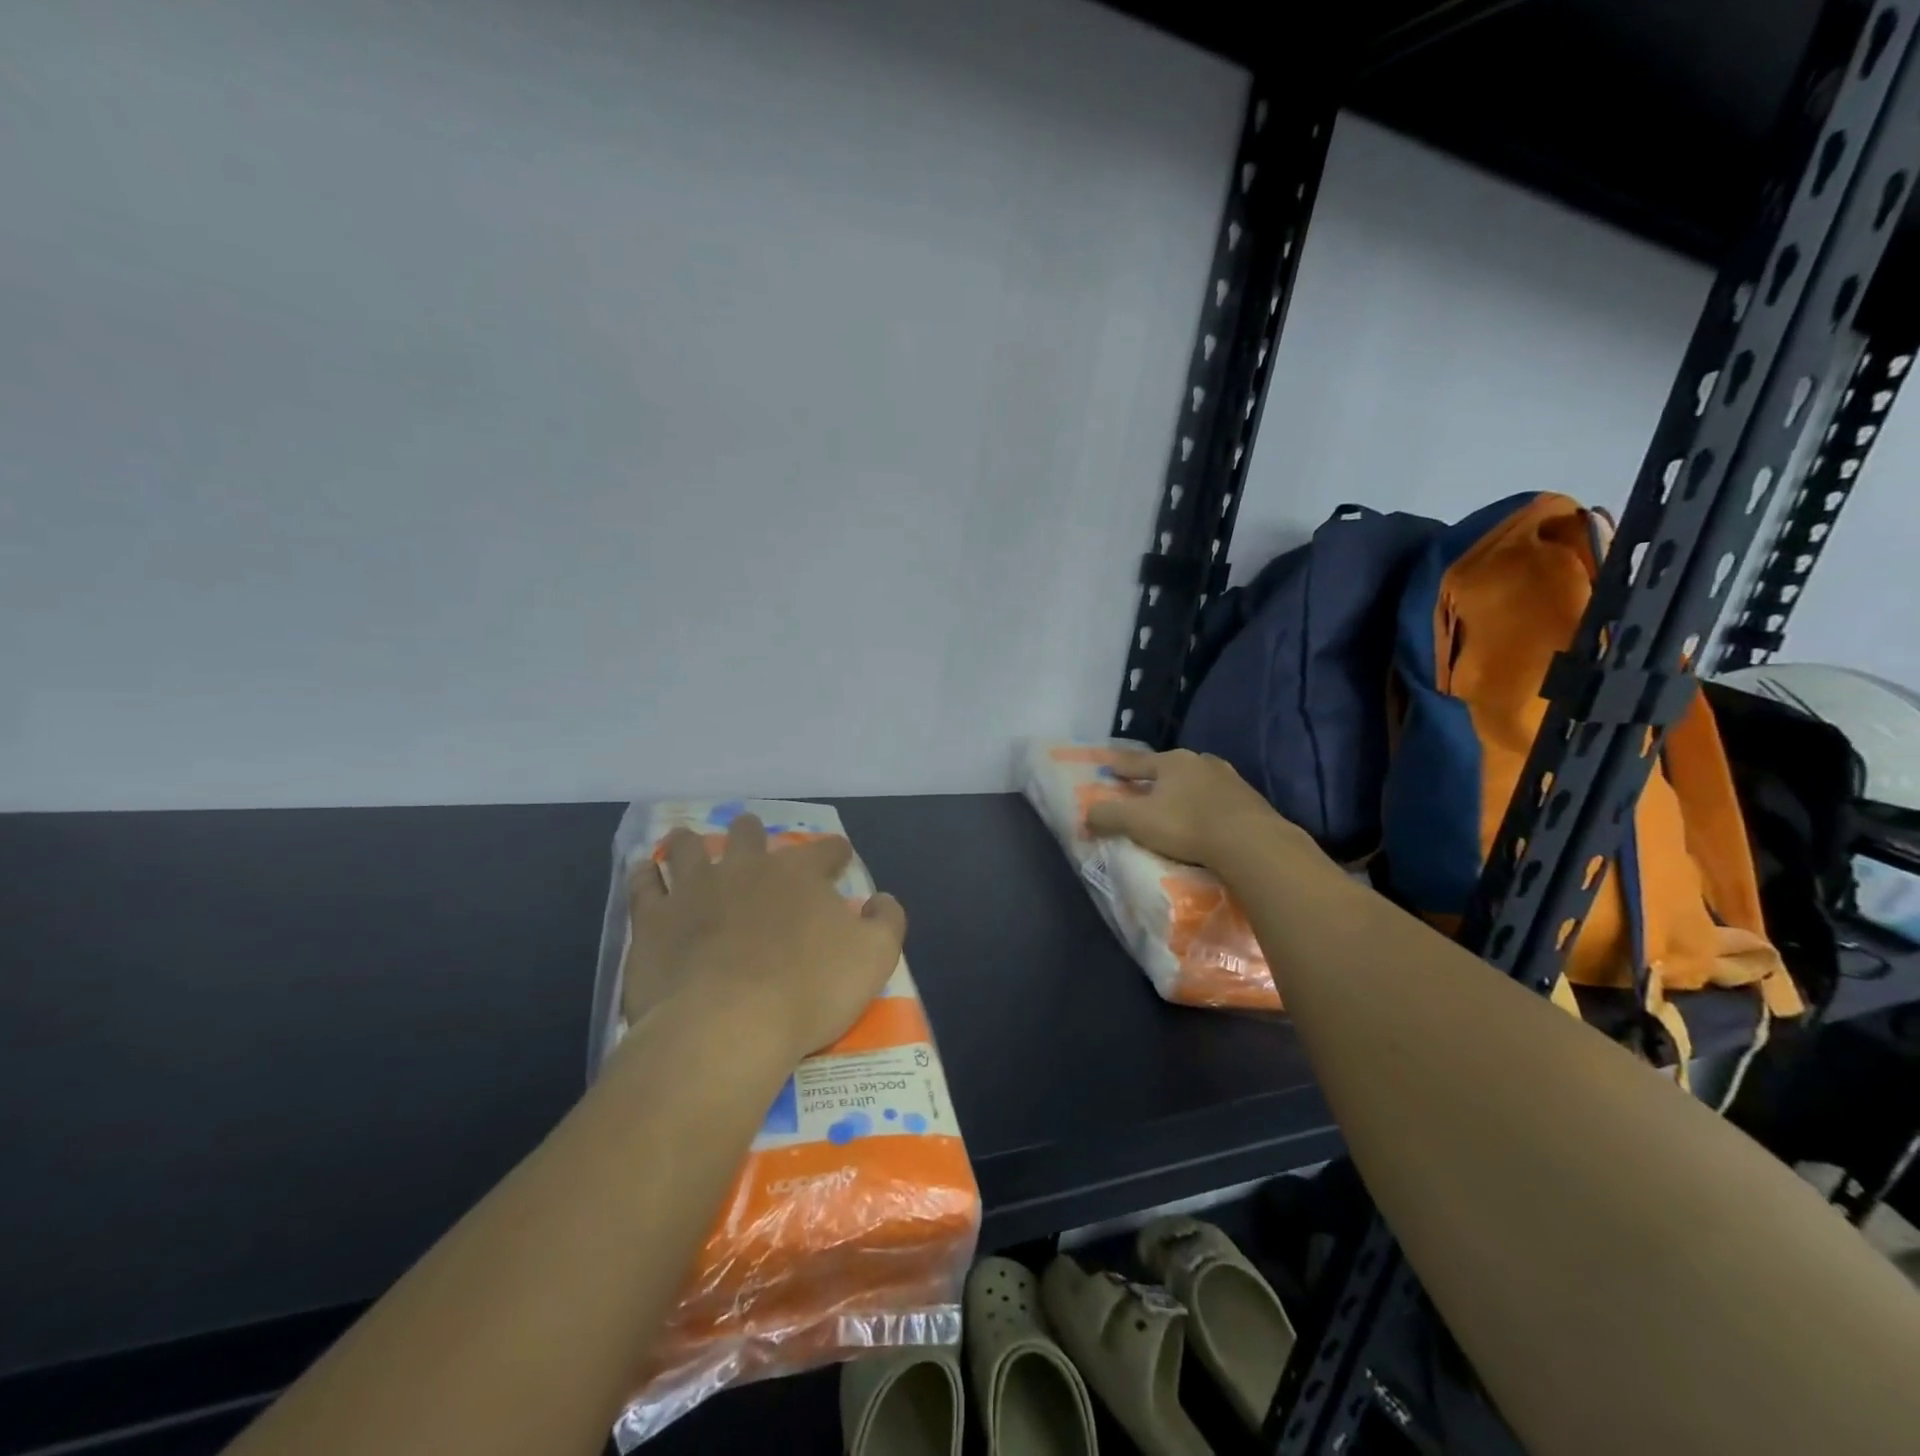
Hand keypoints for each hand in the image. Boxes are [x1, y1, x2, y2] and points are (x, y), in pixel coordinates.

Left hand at [621, 815, 906, 1073]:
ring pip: (689, 849)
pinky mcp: (653, 920)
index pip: (825, 850)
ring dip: (691, 843)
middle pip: (749, 835)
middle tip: (752, 838)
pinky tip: (645, 869)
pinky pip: (644, 885)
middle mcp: (746, 868)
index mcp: (799, 874)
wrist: (726, 1027)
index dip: (835, 852)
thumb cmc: (808, 991)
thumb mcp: (875, 958)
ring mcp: (694, 890)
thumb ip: (887, 921)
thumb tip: (881, 900)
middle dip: (753, 833)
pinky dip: (645, 874)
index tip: (839, 859)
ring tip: (687, 841)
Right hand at [1085, 748, 1313, 871]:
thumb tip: (1085, 816)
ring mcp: (1230, 779)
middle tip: (1143, 790)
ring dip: (1184, 792)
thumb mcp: (1137, 822)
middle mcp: (1201, 762)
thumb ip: (1107, 816)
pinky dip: (1206, 807)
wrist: (1252, 843)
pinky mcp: (1250, 801)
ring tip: (1176, 806)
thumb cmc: (1187, 825)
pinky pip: (1218, 801)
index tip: (1107, 767)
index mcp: (1172, 761)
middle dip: (1156, 778)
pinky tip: (1205, 821)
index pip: (1137, 761)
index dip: (1120, 766)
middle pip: (1170, 768)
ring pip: (1197, 782)